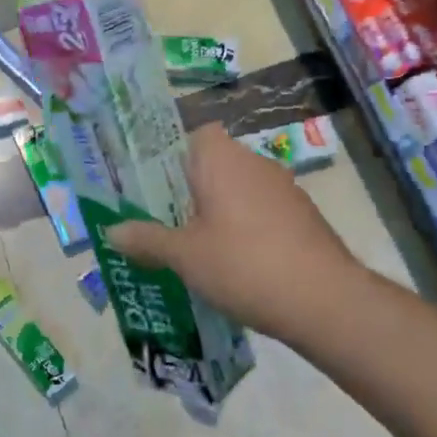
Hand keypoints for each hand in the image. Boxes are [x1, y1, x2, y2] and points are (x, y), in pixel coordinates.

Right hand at [106, 123, 366, 338]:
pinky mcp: (303, 218)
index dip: (172, 155)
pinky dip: (245, 229)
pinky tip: (234, 264)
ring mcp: (285, 190)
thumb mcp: (184, 256)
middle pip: (214, 164)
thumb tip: (111, 232)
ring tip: (193, 247)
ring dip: (219, 212)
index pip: (194, 135)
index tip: (154, 186)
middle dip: (190, 190)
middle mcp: (255, 164)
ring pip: (239, 190)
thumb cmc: (243, 265)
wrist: (325, 301)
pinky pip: (261, 212)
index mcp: (222, 160)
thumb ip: (147, 239)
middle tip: (163, 221)